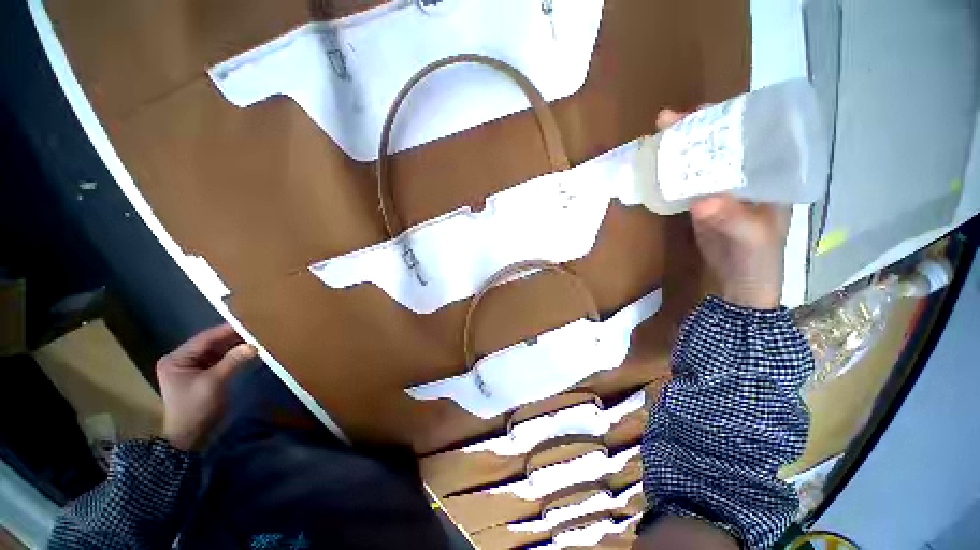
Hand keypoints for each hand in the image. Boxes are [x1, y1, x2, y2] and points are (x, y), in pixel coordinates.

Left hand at [157, 324, 256, 450]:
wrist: (189, 437)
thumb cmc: (196, 408)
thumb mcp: (214, 383)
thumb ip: (233, 361)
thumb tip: (253, 345)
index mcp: (176, 359)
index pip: (204, 339)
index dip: (227, 330)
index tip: (250, 323)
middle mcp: (181, 360)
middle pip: (210, 344)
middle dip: (232, 339)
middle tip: (257, 331)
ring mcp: (191, 368)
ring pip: (216, 352)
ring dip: (234, 348)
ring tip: (255, 340)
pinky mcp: (200, 376)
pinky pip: (218, 361)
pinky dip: (232, 357)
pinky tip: (247, 353)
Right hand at [658, 109, 789, 309]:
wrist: (739, 284)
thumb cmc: (758, 258)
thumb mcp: (751, 237)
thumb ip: (732, 218)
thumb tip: (701, 201)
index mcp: (769, 174)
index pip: (752, 136)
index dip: (730, 119)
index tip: (704, 110)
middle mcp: (746, 176)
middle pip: (721, 145)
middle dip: (697, 130)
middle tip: (669, 120)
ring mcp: (721, 190)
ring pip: (701, 163)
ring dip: (680, 150)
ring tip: (657, 137)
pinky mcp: (702, 204)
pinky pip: (686, 183)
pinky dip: (671, 174)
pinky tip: (656, 167)